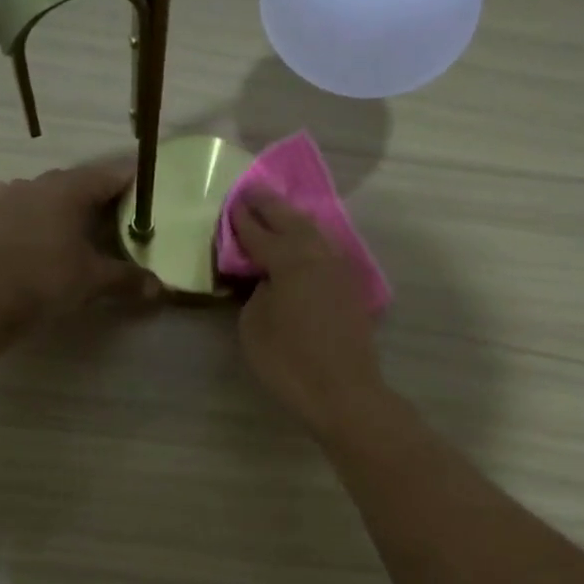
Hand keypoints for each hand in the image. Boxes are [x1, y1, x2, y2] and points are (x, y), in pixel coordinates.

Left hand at [0, 161, 158, 332]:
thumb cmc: (44, 282)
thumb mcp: (93, 282)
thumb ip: (128, 279)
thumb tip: (160, 288)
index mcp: (68, 190)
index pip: (110, 174)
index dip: (132, 181)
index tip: (148, 191)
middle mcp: (36, 182)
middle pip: (76, 182)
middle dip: (97, 198)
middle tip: (116, 218)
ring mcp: (4, 195)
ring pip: (43, 194)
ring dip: (61, 206)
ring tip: (74, 229)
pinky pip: (16, 207)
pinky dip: (32, 217)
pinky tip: (35, 236)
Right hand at [230, 191, 384, 430]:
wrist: (343, 391)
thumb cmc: (289, 361)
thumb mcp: (253, 326)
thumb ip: (256, 292)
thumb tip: (268, 279)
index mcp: (289, 261)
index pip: (260, 233)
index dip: (243, 219)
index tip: (232, 204)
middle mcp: (318, 255)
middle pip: (292, 221)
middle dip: (271, 206)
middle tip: (253, 192)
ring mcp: (339, 269)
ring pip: (314, 233)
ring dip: (294, 219)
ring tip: (277, 213)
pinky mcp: (350, 287)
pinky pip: (326, 250)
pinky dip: (310, 240)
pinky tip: (303, 243)